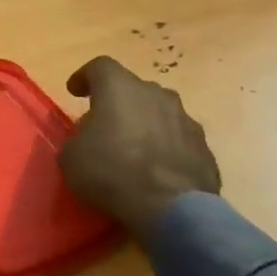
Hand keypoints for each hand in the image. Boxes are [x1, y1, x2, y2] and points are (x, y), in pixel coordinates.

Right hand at [58, 56, 220, 230]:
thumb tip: (88, 140)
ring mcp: (186, 120)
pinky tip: (156, 171)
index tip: (75, 91)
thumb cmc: (111, 172)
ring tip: (133, 150)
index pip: (100, 67)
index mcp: (120, 88)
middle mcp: (157, 94)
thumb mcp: (71, 157)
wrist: (171, 208)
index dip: (85, 77)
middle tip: (104, 126)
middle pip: (134, 89)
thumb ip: (78, 139)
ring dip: (145, 125)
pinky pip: (178, 140)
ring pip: (159, 113)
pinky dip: (165, 149)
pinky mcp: (205, 148)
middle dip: (118, 104)